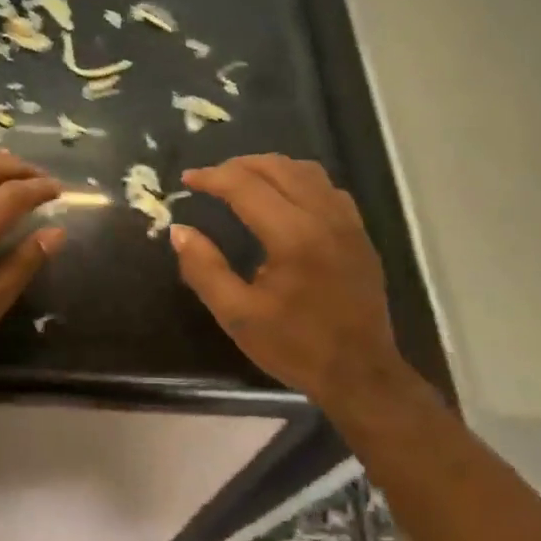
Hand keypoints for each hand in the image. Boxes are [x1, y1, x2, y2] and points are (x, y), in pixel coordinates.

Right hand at [170, 155, 408, 402]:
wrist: (361, 374)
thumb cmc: (295, 346)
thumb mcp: (237, 316)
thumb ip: (204, 269)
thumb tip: (179, 231)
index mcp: (292, 237)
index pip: (245, 186)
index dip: (211, 177)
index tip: (187, 180)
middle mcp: (323, 218)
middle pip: (276, 167)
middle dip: (237, 166)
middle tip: (209, 178)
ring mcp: (347, 223)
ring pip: (305, 171)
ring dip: (269, 168)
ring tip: (241, 180)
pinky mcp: (360, 233)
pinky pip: (326, 188)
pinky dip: (298, 180)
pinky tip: (283, 198)